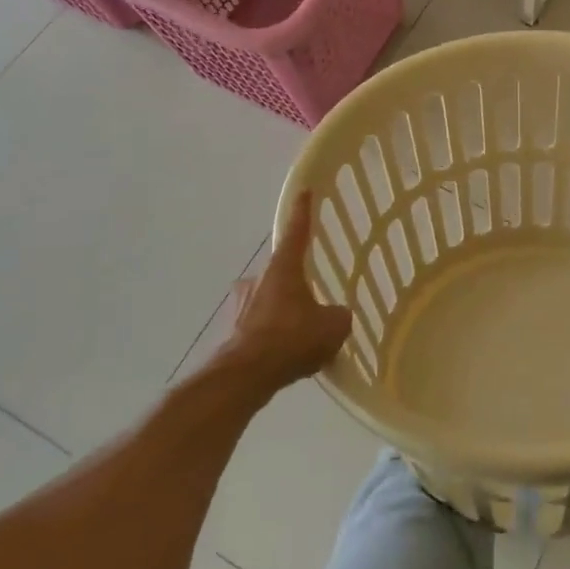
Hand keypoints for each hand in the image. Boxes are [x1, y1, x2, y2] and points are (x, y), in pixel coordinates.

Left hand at [221, 193, 351, 390]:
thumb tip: (337, 316)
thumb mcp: (333, 326)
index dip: (303, 212)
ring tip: (300, 338)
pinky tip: (285, 359)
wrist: (244, 377)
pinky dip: (271, 338)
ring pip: (268, 302)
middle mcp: (258, 279)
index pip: (296, 231)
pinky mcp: (230, 333)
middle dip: (295, 285)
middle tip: (312, 303)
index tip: (305, 191)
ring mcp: (240, 306)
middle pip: (280, 272)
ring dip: (282, 314)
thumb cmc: (291, 339)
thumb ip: (339, 316)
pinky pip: (258, 329)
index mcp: (283, 268)